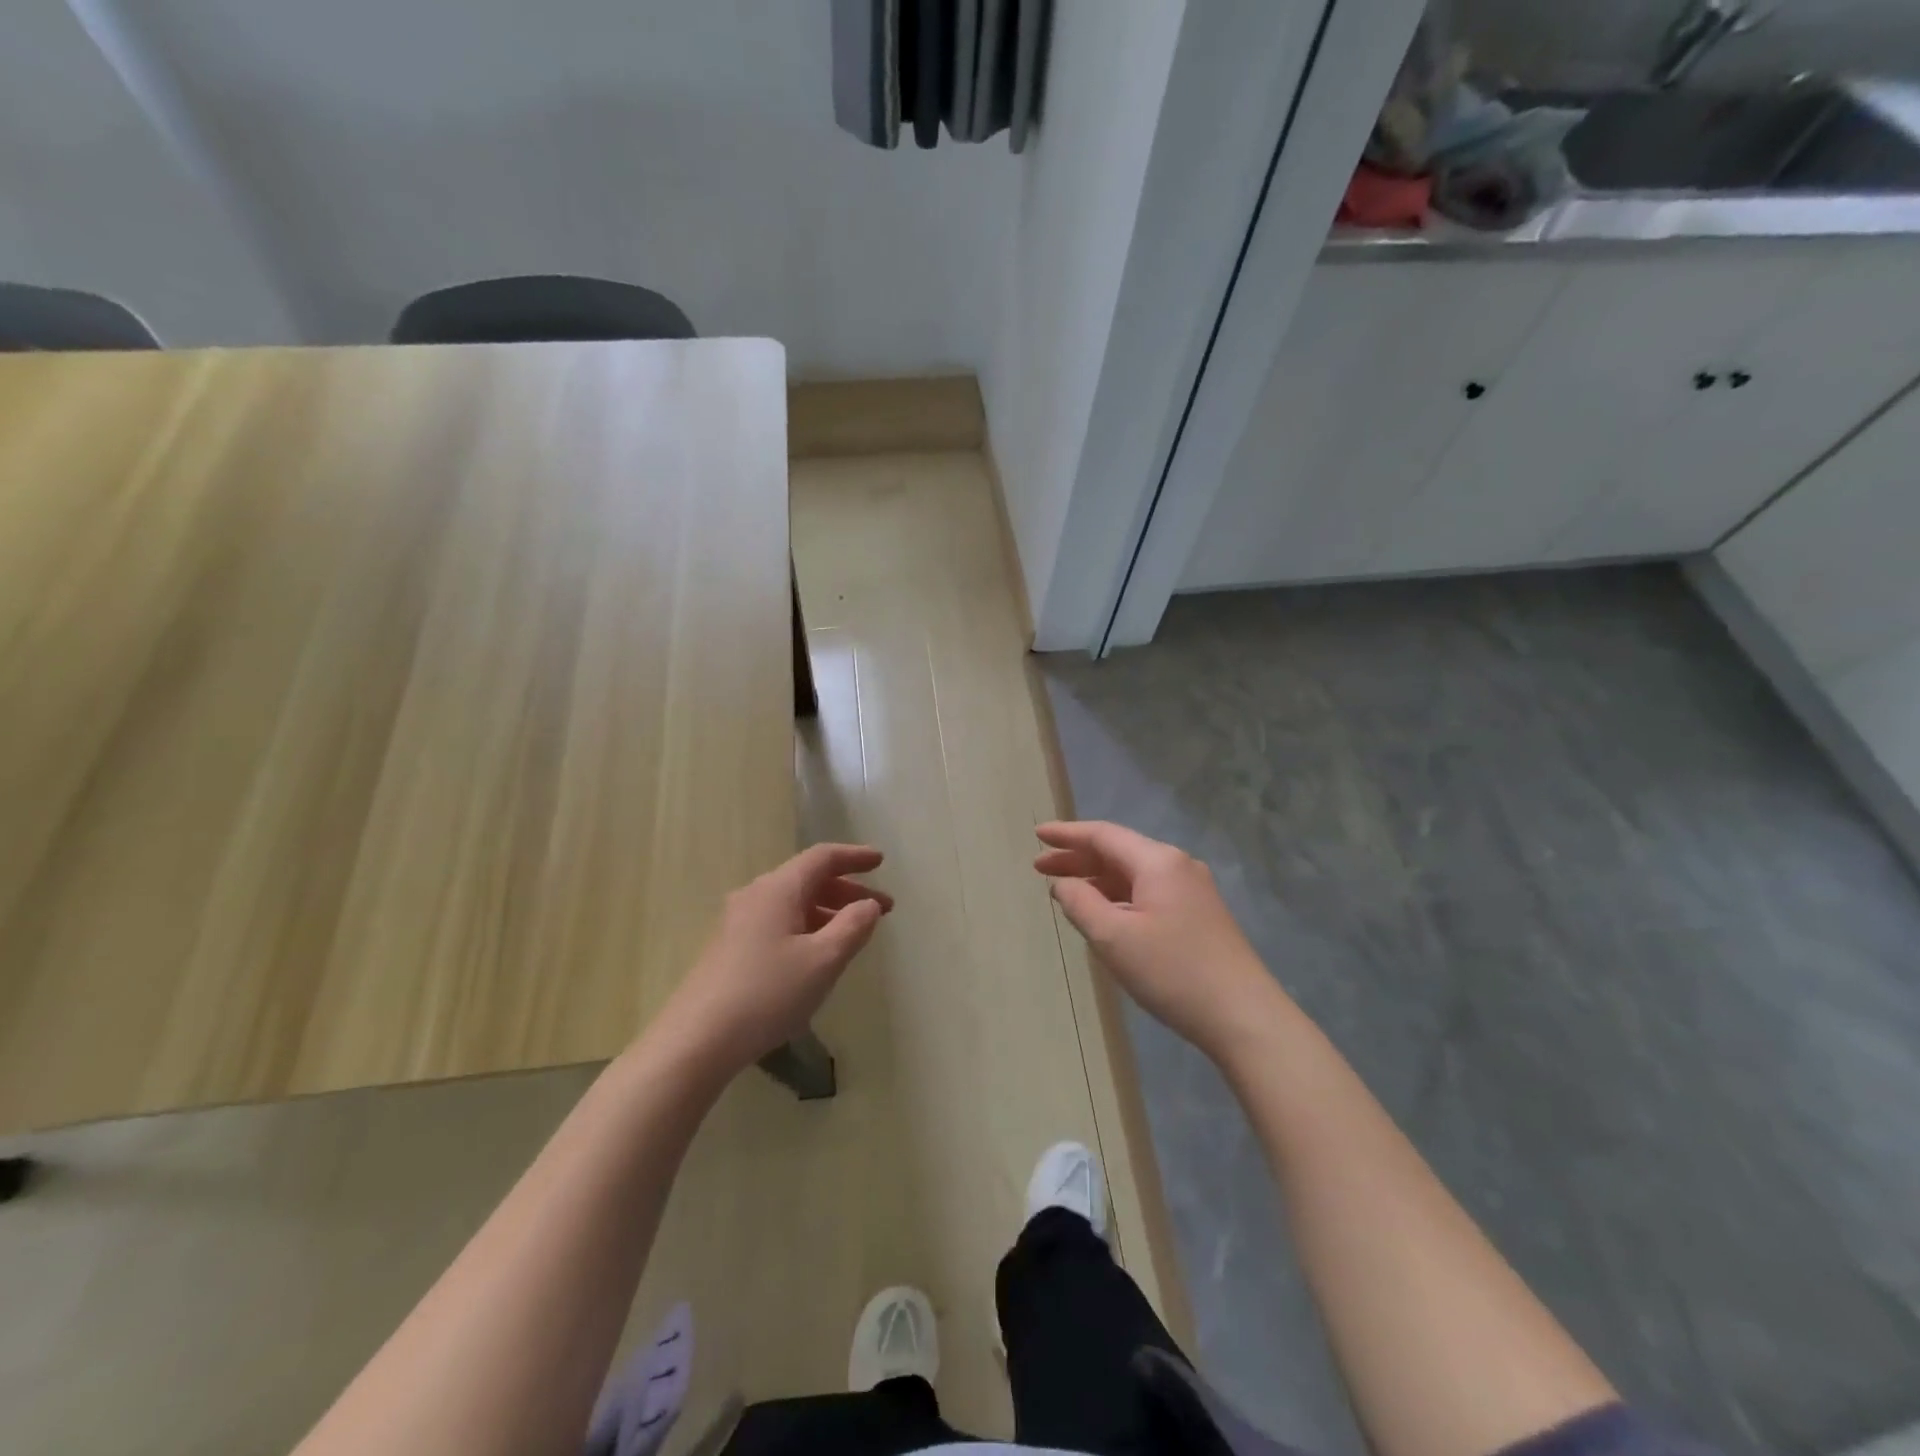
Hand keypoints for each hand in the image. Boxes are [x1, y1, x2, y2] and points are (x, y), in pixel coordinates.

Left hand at [660, 844, 891, 1076]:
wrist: (696, 1040)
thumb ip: (853, 927)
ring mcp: (738, 922)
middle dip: (847, 891)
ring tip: (854, 935)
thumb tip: (869, 904)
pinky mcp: (730, 948)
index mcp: (779, 889)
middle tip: (881, 909)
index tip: (881, 862)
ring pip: (793, 903)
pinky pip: (778, 923)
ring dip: (828, 912)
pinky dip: (807, 927)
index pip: (822, 858)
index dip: (855, 857)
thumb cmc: (767, 993)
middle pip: (808, 879)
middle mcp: (756, 896)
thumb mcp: (823, 961)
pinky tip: (816, 955)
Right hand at [1035, 821, 1282, 1061]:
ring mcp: (1192, 891)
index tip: (1036, 835)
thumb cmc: (1173, 971)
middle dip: (1077, 859)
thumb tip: (1063, 884)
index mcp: (1157, 861)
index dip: (1066, 834)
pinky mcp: (1199, 915)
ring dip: (1097, 880)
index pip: (1103, 835)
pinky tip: (1104, 915)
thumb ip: (1080, 903)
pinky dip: (1118, 897)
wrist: (1244, 1017)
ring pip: (1133, 875)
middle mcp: (1177, 866)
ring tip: (1064, 892)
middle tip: (1039, 869)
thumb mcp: (1114, 937)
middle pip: (1118, 852)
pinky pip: (1148, 893)